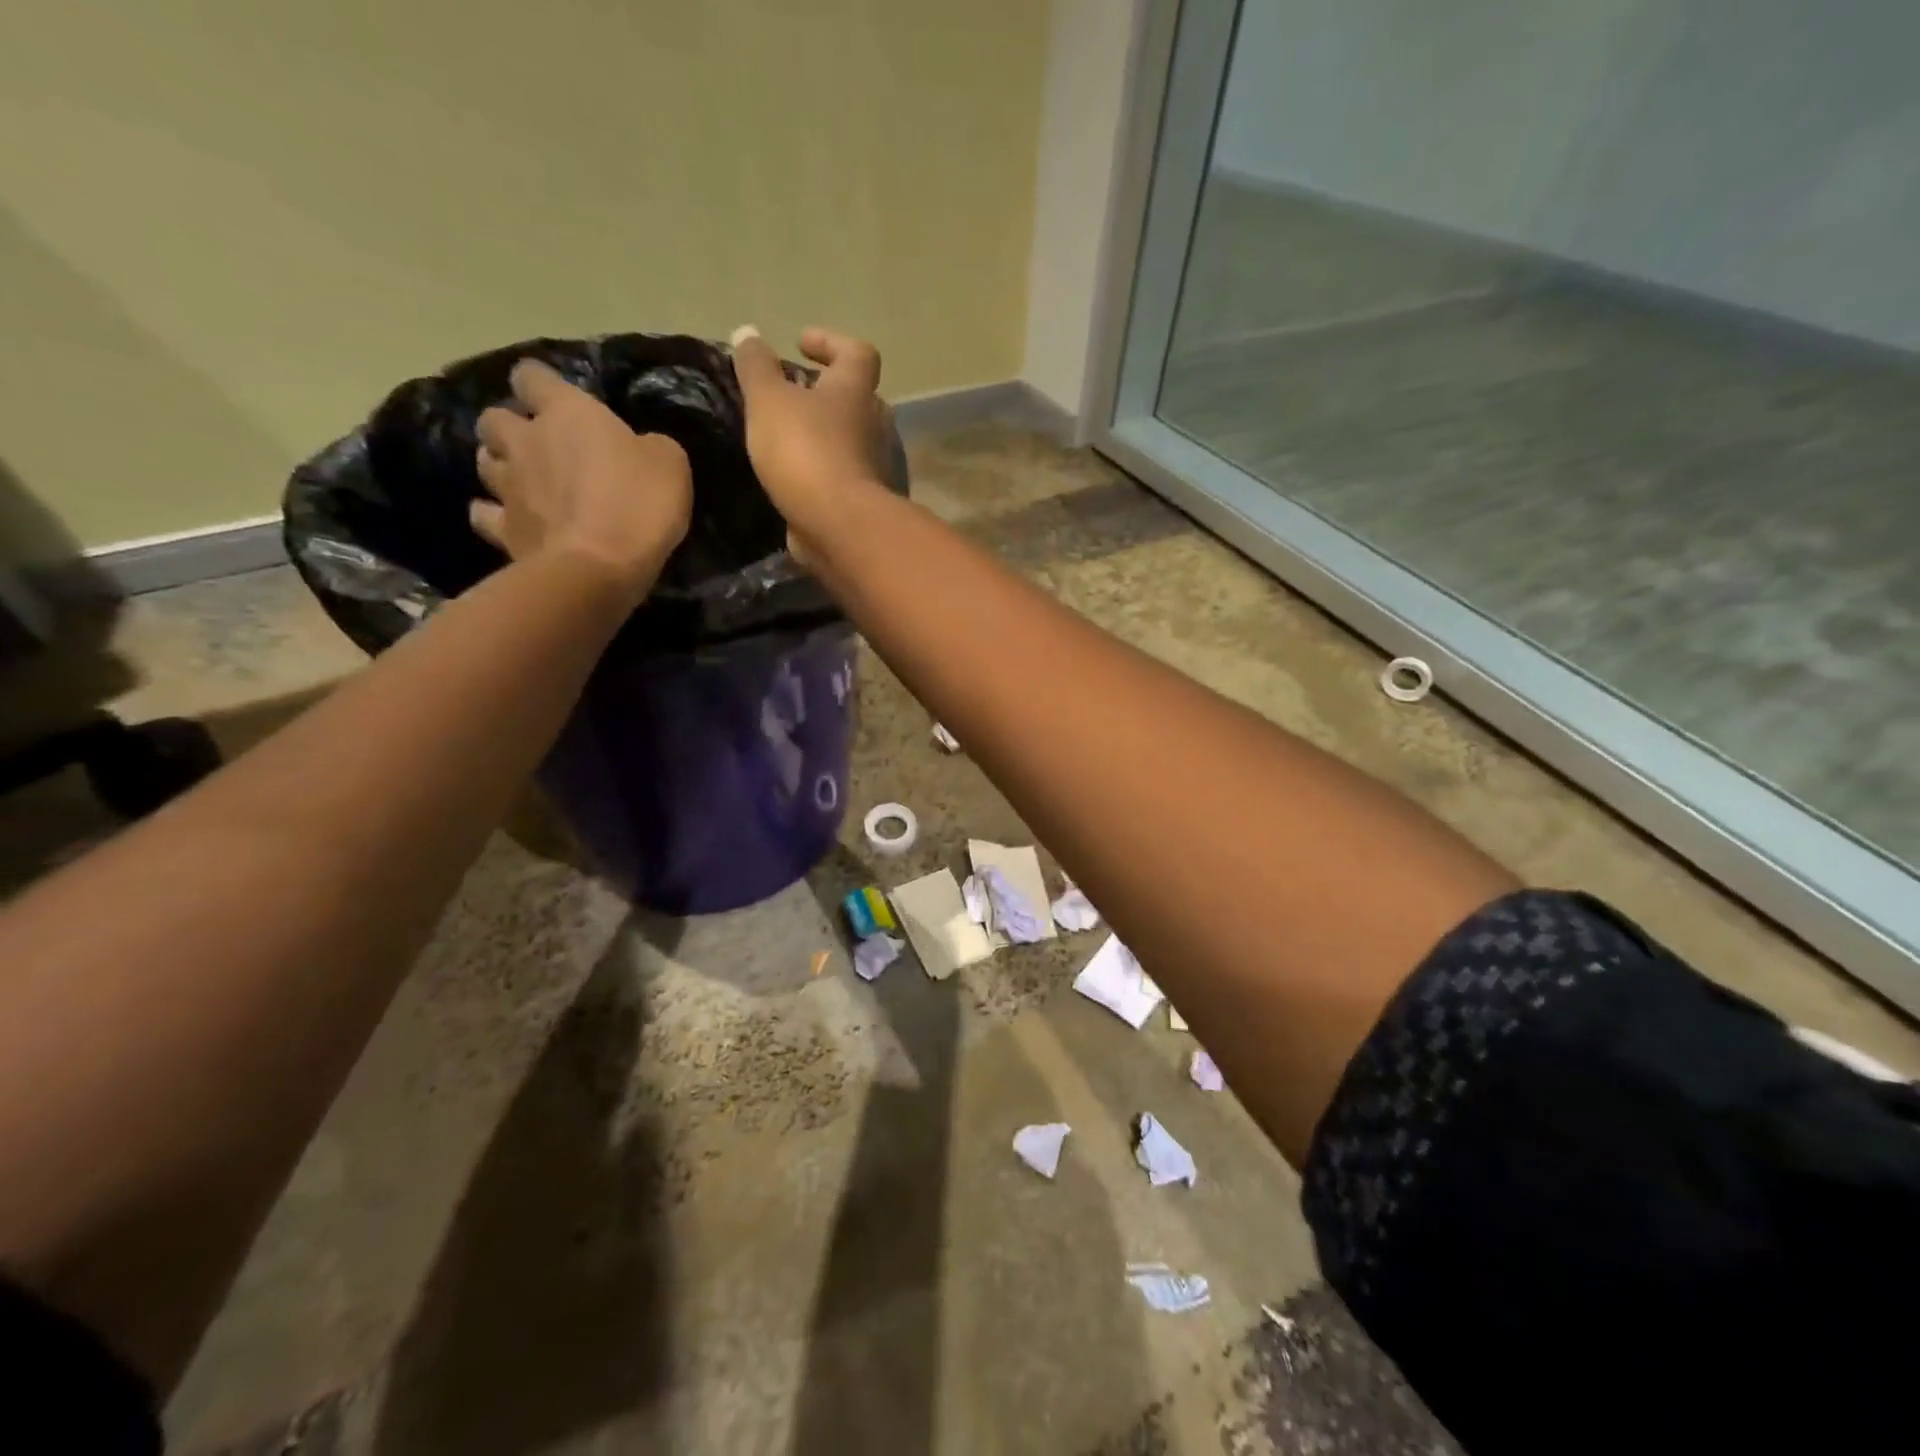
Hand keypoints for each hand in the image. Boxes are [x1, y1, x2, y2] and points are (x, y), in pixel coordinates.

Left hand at [471, 360, 692, 593]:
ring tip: (524, 481)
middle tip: (538, 446)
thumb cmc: (638, 505)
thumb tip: (640, 446)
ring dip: (501, 466)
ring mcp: (506, 486)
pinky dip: (493, 514)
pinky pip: (483, 513)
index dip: (541, 384)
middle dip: (511, 427)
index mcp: (566, 412)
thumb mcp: (670, 464)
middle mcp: (525, 440)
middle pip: (494, 418)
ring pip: (484, 461)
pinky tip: (512, 521)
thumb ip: (649, 446)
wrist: (598, 567)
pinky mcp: (502, 529)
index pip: (532, 376)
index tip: (557, 399)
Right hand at [728, 326, 892, 558]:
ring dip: (823, 435)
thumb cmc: (805, 451)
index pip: (857, 352)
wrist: (838, 525)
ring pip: (851, 440)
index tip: (800, 344)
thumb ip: (756, 366)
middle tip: (791, 395)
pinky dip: (822, 470)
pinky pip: (843, 475)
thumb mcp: (769, 400)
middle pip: (857, 398)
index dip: (831, 342)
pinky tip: (792, 477)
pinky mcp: (864, 501)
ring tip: (785, 438)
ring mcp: (873, 466)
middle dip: (826, 393)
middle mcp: (873, 425)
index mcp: (855, 391)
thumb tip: (747, 333)